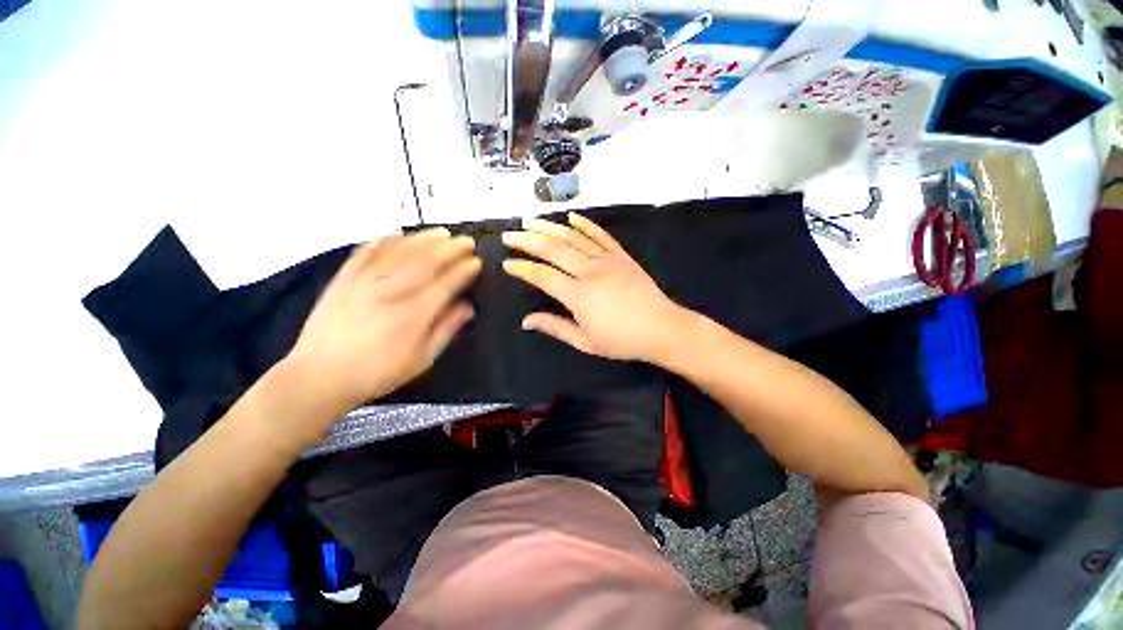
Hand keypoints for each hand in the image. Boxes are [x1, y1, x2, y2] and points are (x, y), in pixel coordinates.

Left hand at [287, 228, 479, 412]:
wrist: (321, 374)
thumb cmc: (379, 371)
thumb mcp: (422, 358)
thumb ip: (446, 329)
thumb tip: (468, 307)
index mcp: (415, 314)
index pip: (446, 283)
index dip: (464, 271)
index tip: (477, 262)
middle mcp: (392, 291)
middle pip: (426, 261)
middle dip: (451, 248)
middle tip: (466, 241)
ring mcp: (366, 281)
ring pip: (401, 250)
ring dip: (425, 239)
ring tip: (442, 232)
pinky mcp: (345, 277)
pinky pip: (368, 251)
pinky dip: (387, 239)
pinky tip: (400, 235)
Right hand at [502, 213, 688, 361]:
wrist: (661, 328)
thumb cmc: (622, 340)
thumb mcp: (585, 341)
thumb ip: (555, 327)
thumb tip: (526, 321)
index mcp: (578, 295)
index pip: (542, 276)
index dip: (522, 268)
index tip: (506, 263)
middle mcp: (589, 271)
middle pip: (553, 249)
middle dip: (527, 240)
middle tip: (509, 235)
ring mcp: (607, 260)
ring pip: (573, 237)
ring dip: (549, 227)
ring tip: (530, 220)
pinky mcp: (621, 256)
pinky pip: (600, 235)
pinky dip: (585, 224)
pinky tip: (571, 217)